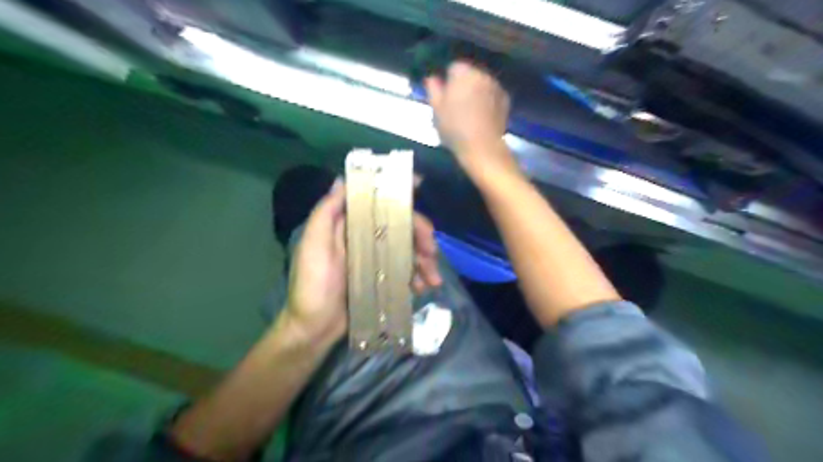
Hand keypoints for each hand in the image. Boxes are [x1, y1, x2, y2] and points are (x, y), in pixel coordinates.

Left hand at [284, 178, 443, 346]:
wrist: (314, 328)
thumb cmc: (312, 285)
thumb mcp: (314, 245)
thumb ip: (327, 213)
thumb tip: (342, 179)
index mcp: (349, 225)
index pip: (377, 202)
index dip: (397, 192)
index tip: (419, 185)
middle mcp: (364, 237)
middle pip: (400, 225)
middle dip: (421, 234)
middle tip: (432, 252)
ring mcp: (376, 259)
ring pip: (408, 248)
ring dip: (425, 259)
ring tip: (433, 279)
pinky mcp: (383, 278)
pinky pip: (406, 270)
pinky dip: (418, 276)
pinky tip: (423, 288)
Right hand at [424, 62, 512, 176]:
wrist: (482, 146)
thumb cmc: (455, 128)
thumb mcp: (437, 110)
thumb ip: (433, 90)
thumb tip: (432, 78)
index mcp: (463, 73)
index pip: (453, 67)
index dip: (448, 81)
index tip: (445, 97)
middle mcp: (482, 74)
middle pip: (469, 74)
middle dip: (463, 85)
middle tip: (456, 105)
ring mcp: (496, 86)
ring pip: (482, 84)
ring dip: (476, 92)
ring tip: (470, 112)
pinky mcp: (505, 99)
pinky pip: (492, 95)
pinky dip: (488, 101)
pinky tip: (482, 117)